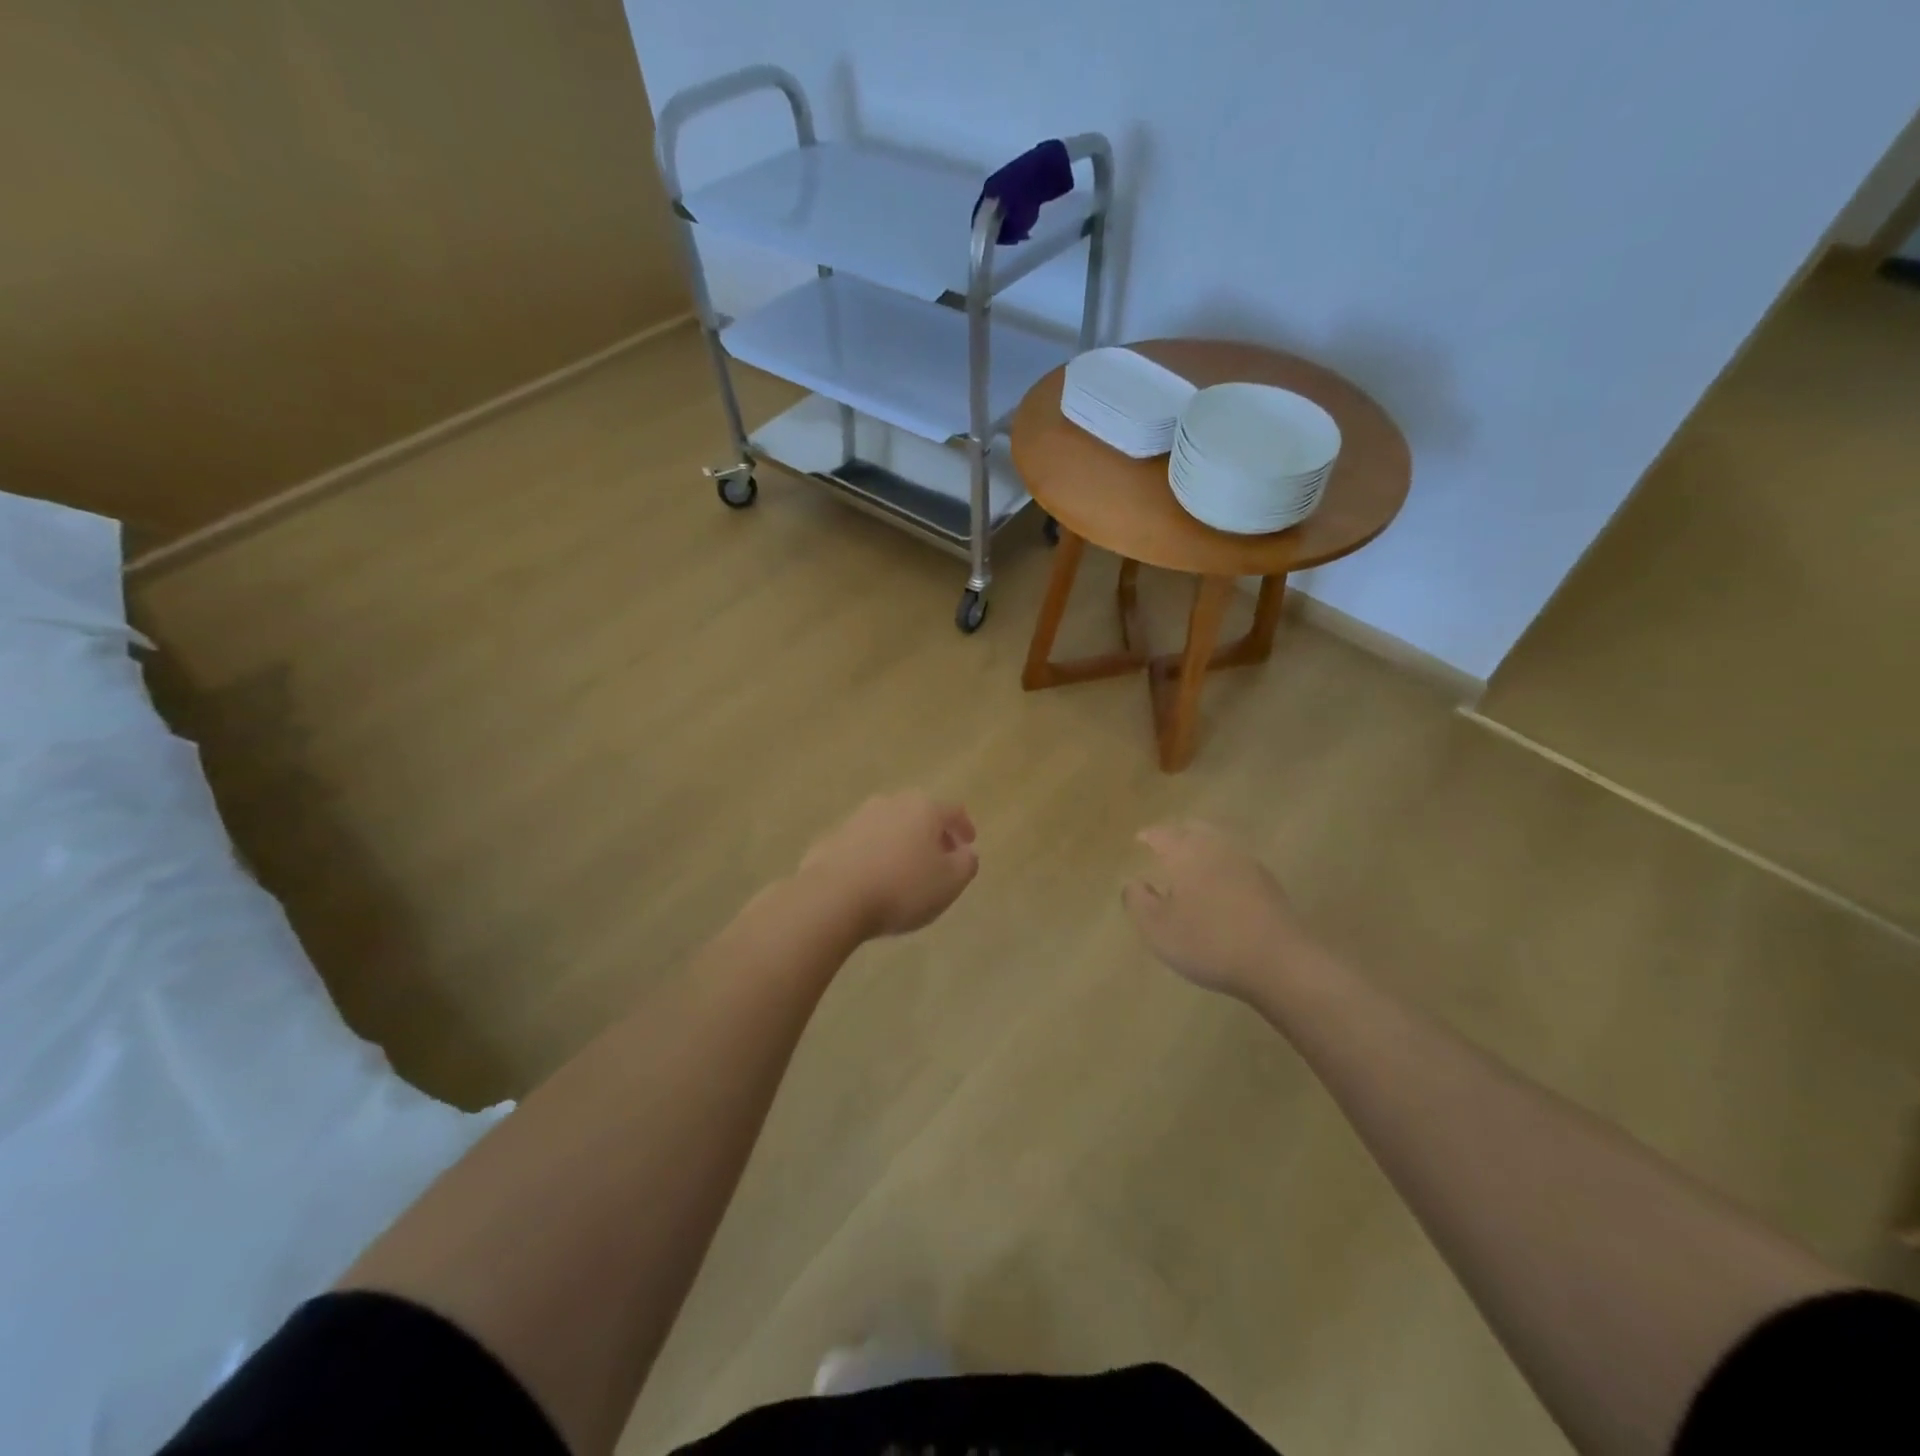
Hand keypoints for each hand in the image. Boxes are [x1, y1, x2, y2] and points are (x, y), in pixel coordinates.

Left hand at [798, 792, 979, 938]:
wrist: (833, 897)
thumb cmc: (902, 888)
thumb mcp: (950, 882)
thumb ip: (966, 864)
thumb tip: (965, 852)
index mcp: (923, 808)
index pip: (952, 811)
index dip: (964, 827)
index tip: (968, 844)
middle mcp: (890, 803)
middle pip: (919, 814)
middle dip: (931, 834)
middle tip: (939, 857)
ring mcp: (857, 818)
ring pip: (889, 826)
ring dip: (900, 843)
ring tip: (904, 870)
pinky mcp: (831, 838)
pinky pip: (862, 844)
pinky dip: (874, 856)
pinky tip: (873, 879)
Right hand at [1122, 821, 1309, 999]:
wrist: (1279, 962)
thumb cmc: (1208, 942)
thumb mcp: (1157, 929)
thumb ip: (1138, 901)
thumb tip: (1132, 881)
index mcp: (1186, 853)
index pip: (1163, 834)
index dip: (1149, 835)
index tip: (1140, 839)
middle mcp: (1216, 848)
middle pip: (1194, 829)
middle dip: (1177, 834)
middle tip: (1165, 845)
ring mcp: (1246, 863)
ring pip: (1218, 843)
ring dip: (1202, 848)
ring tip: (1191, 864)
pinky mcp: (1268, 883)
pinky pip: (1236, 863)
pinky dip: (1222, 865)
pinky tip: (1220, 885)